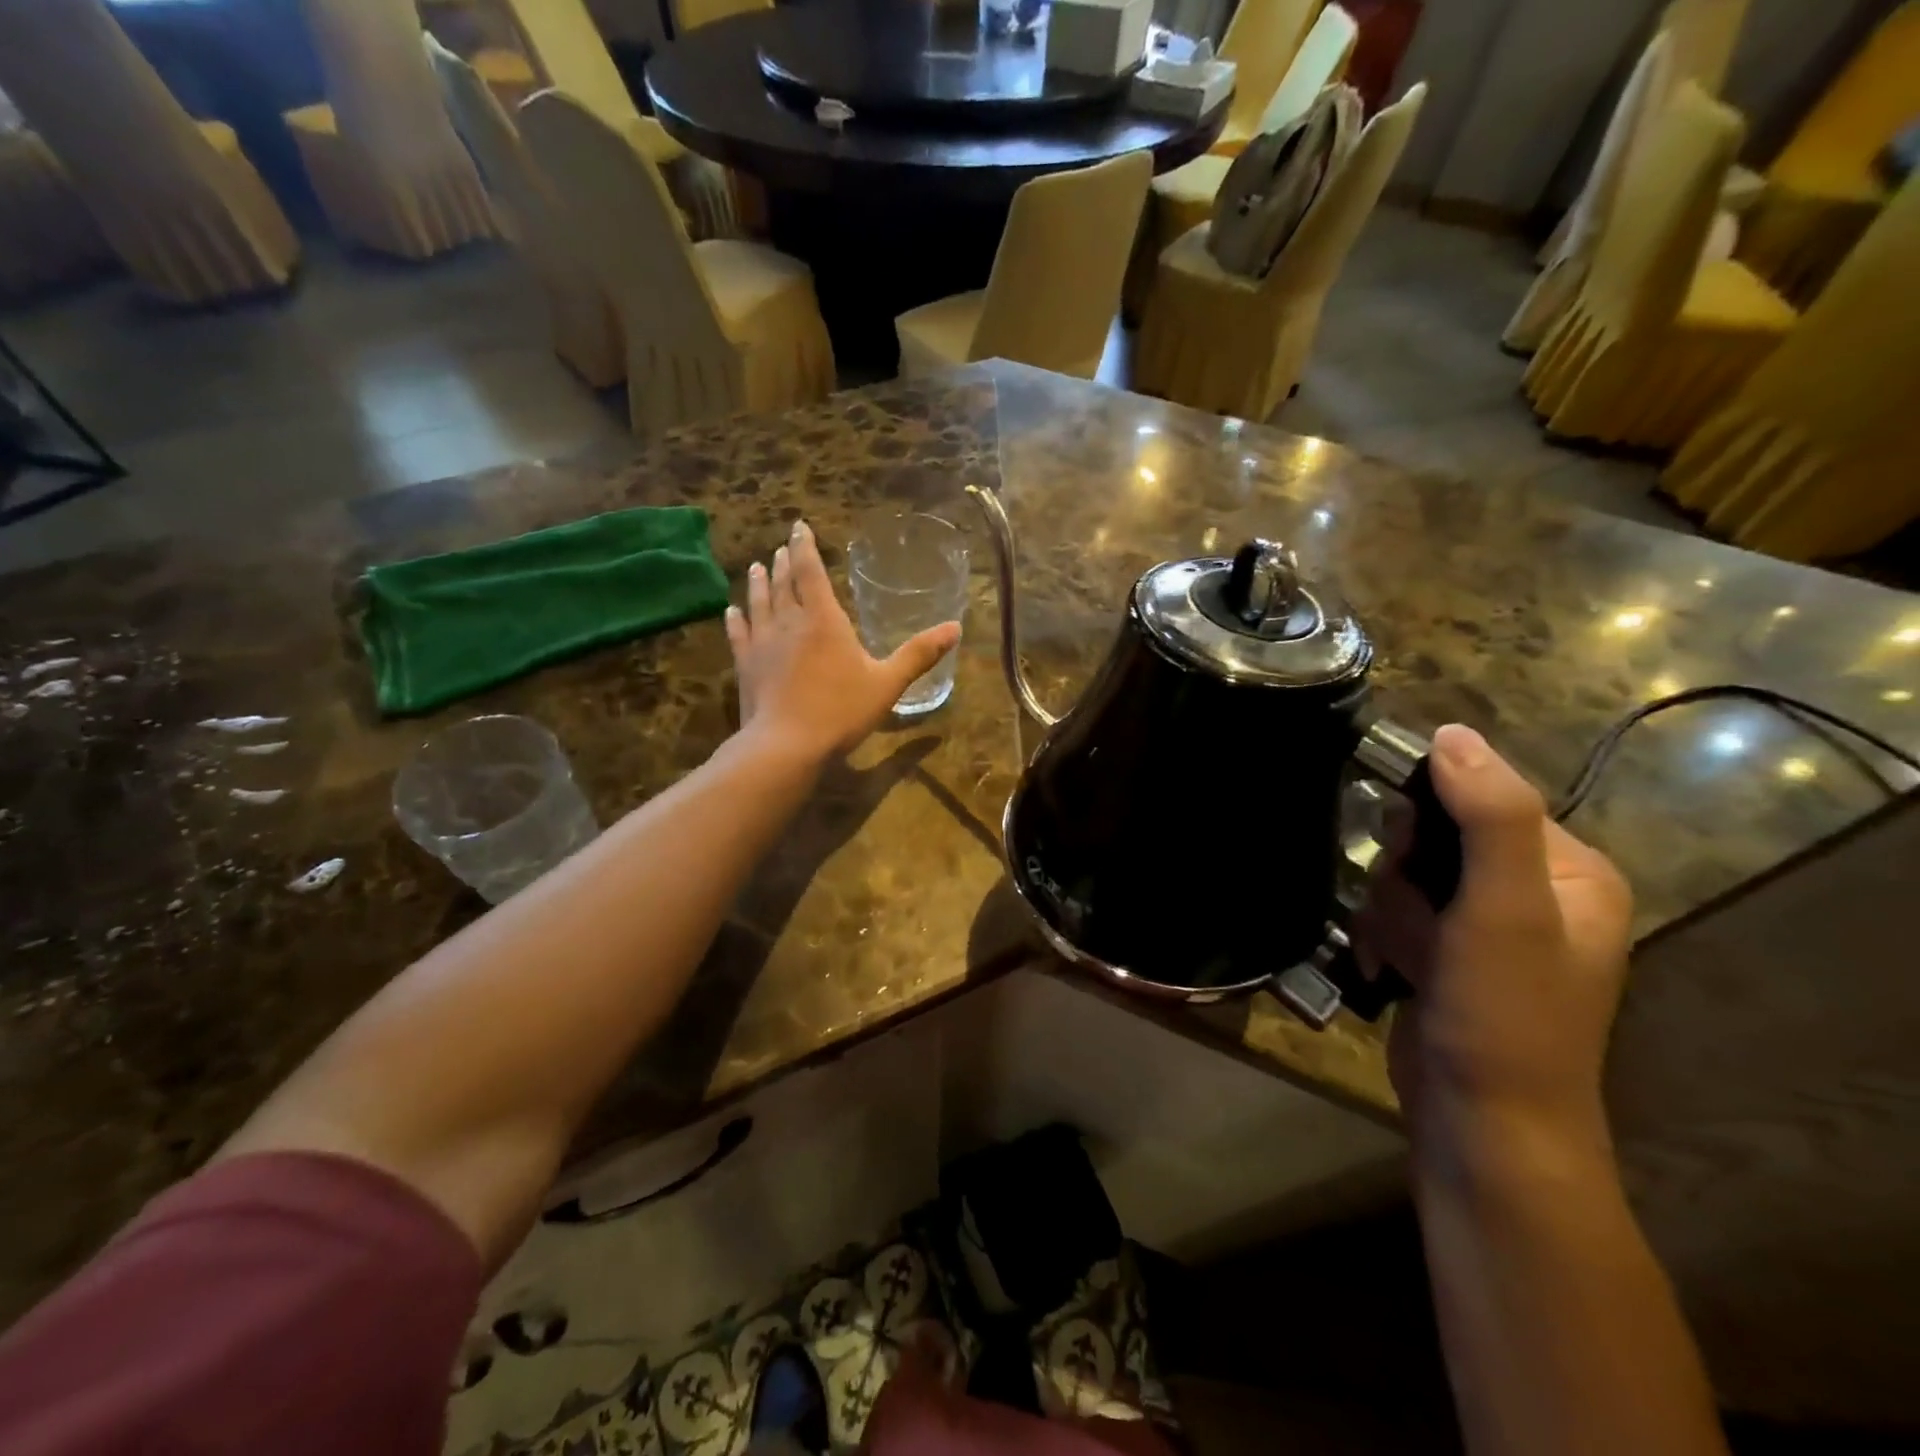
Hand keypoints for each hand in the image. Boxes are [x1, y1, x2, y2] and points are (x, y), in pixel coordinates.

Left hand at [724, 519, 961, 763]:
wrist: (786, 745)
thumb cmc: (841, 711)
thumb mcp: (888, 683)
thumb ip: (918, 654)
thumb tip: (955, 628)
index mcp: (825, 621)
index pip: (812, 573)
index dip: (805, 547)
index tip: (799, 527)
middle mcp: (790, 623)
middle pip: (784, 584)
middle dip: (784, 563)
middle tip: (782, 548)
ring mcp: (763, 644)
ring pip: (759, 603)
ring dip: (759, 583)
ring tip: (757, 567)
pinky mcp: (746, 666)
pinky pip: (739, 634)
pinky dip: (736, 619)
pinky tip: (731, 611)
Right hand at [1355, 725, 1632, 1159]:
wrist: (1483, 1127)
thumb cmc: (1505, 1016)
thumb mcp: (1505, 912)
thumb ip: (1490, 818)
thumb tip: (1453, 732)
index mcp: (1571, 871)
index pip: (1484, 796)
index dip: (1431, 811)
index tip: (1399, 846)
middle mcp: (1534, 892)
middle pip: (1438, 837)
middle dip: (1405, 874)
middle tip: (1412, 916)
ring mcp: (1486, 928)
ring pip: (1406, 875)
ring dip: (1390, 910)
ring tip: (1404, 954)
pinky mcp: (1447, 956)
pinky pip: (1398, 914)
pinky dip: (1384, 935)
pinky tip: (1390, 968)